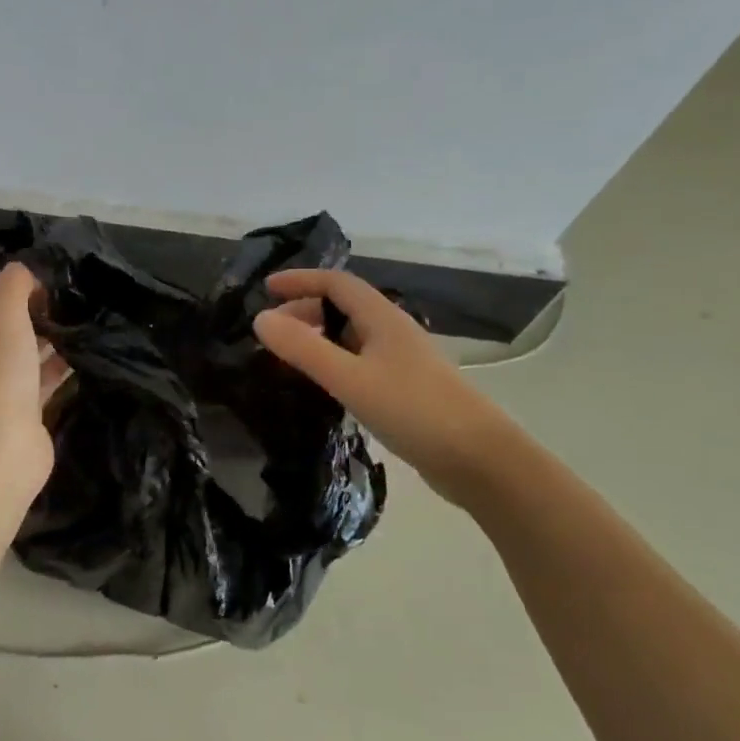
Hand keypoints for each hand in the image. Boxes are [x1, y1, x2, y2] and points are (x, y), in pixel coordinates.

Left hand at [0, 263, 66, 507]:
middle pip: (4, 317)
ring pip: (25, 347)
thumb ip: (13, 282)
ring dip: (50, 333)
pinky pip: (42, 376)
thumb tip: (23, 270)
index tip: (43, 265)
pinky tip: (87, 349)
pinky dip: (60, 364)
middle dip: (34, 303)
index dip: (8, 273)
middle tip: (71, 289)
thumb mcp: (3, 311)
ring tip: (86, 313)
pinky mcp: (21, 407)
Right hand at [253, 268, 514, 500]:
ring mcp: (403, 361)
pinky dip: (334, 361)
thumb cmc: (413, 410)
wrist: (480, 460)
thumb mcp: (350, 378)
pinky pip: (360, 361)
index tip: (266, 289)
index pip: (336, 283)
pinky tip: (324, 385)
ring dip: (319, 337)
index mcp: (382, 318)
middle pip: (344, 307)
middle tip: (272, 333)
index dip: (300, 280)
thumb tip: (260, 318)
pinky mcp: (406, 389)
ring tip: (290, 357)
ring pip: (352, 335)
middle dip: (305, 311)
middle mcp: (393, 332)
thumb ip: (303, 349)